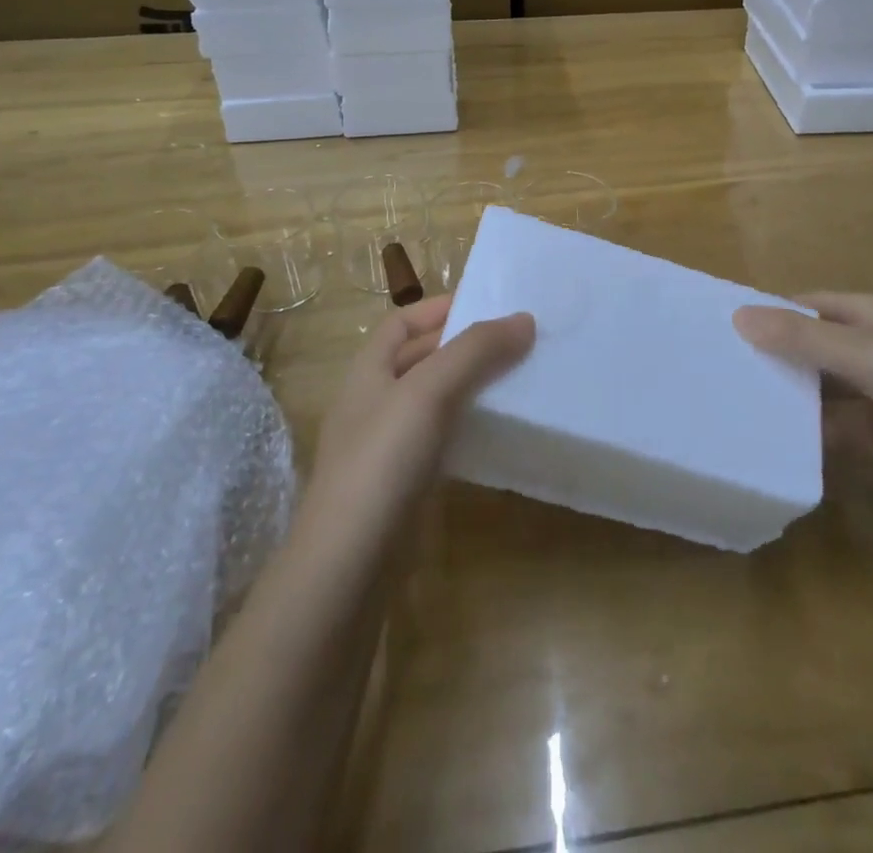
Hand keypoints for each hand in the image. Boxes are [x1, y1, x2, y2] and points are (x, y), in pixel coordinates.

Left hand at [303, 296, 533, 556]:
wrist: (348, 567)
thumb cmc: (382, 461)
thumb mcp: (428, 391)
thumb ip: (475, 351)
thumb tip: (524, 319)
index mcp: (368, 371)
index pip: (402, 322)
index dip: (440, 308)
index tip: (489, 304)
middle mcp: (374, 402)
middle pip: (420, 358)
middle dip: (464, 345)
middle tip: (518, 340)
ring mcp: (387, 447)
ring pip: (434, 400)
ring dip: (470, 386)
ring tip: (518, 379)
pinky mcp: (404, 485)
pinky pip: (441, 438)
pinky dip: (468, 426)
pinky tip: (498, 432)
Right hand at [734, 292, 872, 476]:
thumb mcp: (854, 350)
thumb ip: (797, 336)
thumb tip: (738, 315)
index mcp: (868, 313)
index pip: (809, 304)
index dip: (774, 313)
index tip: (733, 330)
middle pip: (818, 346)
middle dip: (784, 359)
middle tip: (737, 375)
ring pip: (833, 388)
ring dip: (805, 398)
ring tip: (758, 411)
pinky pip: (851, 423)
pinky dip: (828, 431)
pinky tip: (800, 444)